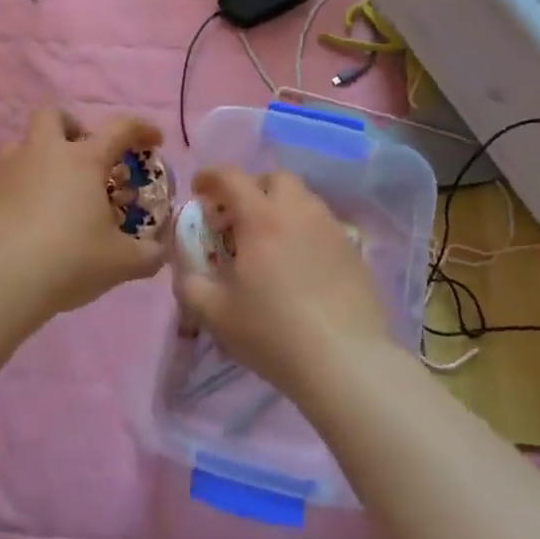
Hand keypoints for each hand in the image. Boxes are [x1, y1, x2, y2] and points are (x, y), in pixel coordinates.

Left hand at [0, 108, 168, 314]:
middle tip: (85, 156)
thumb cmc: (69, 259)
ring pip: (23, 145)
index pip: (119, 128)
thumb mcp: (121, 262)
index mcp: (83, 160)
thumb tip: (160, 251)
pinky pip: (6, 179)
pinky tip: (30, 221)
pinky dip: (21, 190)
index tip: (154, 141)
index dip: (141, 128)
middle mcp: (43, 153)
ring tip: (55, 193)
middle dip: (72, 127)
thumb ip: (149, 254)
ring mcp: (8, 170)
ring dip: (41, 159)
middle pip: (53, 115)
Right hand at [173, 168, 390, 396]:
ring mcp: (331, 228)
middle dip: (252, 188)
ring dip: (281, 208)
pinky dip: (305, 231)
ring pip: (304, 199)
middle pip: (274, 179)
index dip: (210, 177)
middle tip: (238, 218)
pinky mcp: (354, 250)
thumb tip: (185, 266)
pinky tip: (300, 264)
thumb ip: (190, 283)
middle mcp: (298, 211)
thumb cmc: (272, 331)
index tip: (199, 191)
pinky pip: (323, 225)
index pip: (231, 177)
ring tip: (270, 241)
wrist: (344, 361)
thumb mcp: (214, 313)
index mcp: (261, 217)